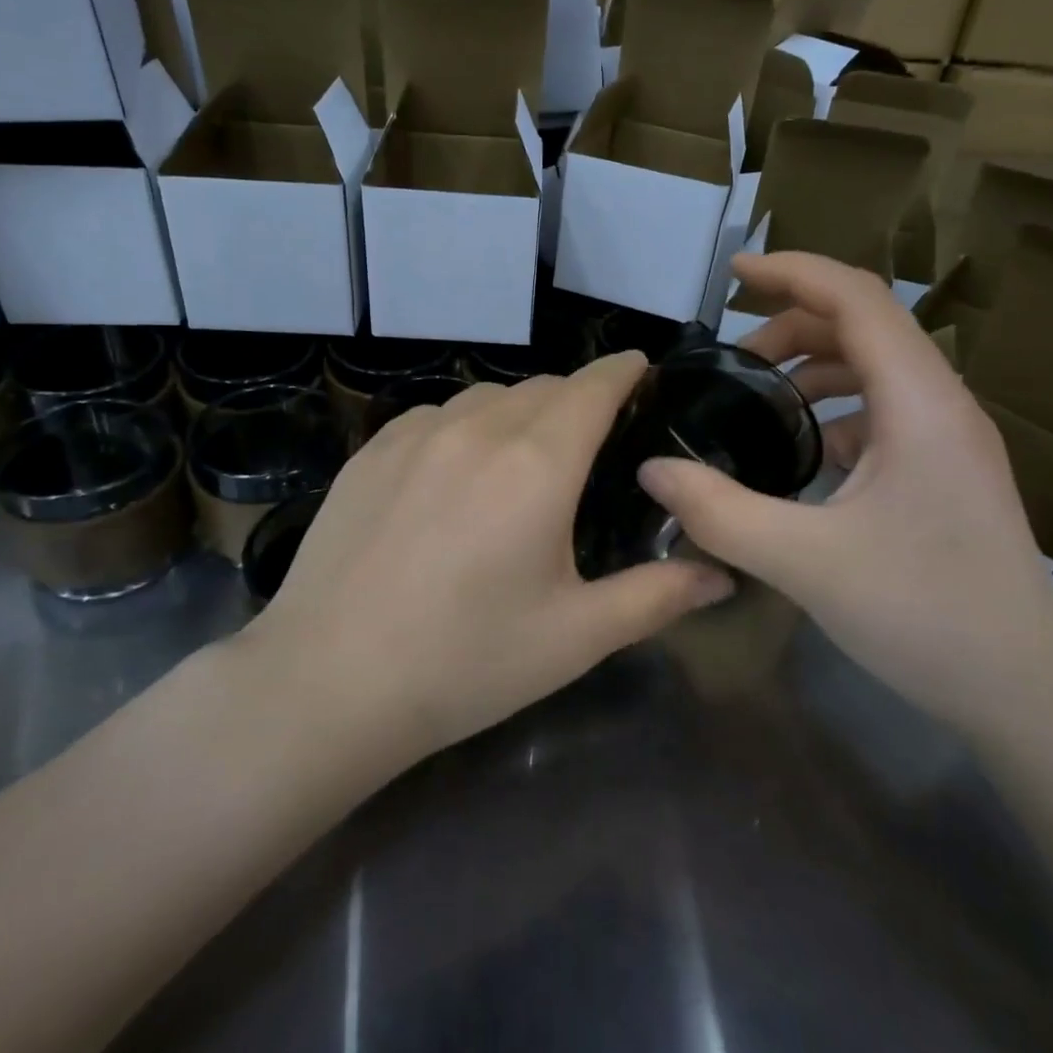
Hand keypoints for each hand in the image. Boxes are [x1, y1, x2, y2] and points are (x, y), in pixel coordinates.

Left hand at [244, 353, 735, 763]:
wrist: (329, 682)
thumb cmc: (467, 661)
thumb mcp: (576, 636)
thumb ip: (657, 596)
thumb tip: (723, 575)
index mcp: (537, 464)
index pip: (593, 386)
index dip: (623, 371)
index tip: (641, 371)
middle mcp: (477, 429)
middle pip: (543, 388)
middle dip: (577, 399)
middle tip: (590, 441)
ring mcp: (415, 434)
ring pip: (487, 396)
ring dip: (519, 411)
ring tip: (523, 458)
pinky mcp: (370, 451)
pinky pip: (435, 415)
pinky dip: (464, 426)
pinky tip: (456, 472)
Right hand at [636, 251, 1052, 740]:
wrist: (1026, 694)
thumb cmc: (925, 614)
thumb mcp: (804, 562)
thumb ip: (719, 512)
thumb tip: (652, 469)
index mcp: (920, 403)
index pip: (856, 298)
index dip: (792, 271)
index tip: (732, 273)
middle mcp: (942, 405)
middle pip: (866, 327)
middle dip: (793, 323)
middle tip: (733, 355)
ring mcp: (950, 441)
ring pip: (877, 370)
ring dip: (816, 366)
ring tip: (761, 396)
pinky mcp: (946, 473)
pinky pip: (885, 413)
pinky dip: (837, 411)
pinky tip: (804, 452)